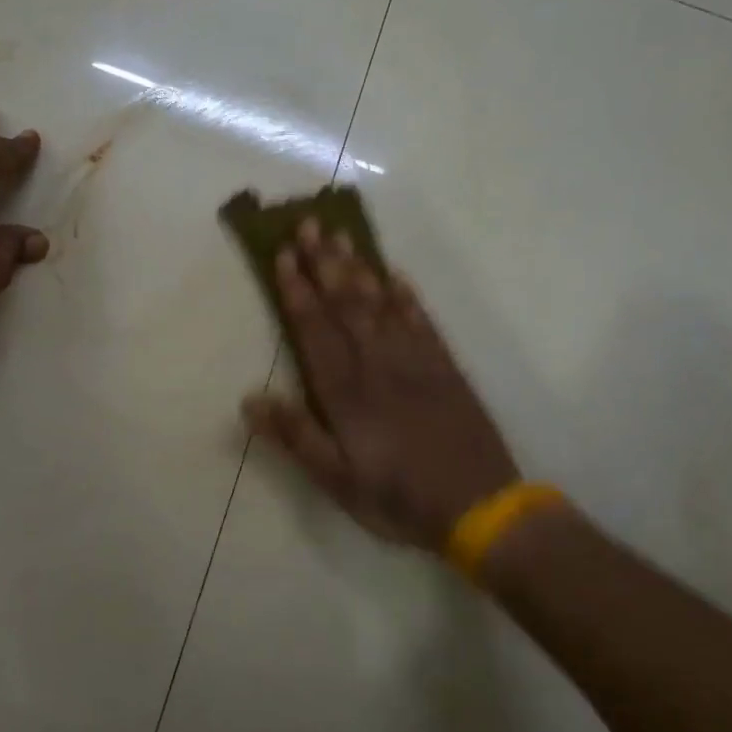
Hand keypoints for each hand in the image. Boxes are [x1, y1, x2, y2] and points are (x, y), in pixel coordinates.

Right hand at [241, 220, 519, 551]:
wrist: (480, 507)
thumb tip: (250, 399)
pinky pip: (421, 320)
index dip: (296, 291)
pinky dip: (406, 294)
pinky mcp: (445, 367)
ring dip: (358, 267)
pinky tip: (394, 275)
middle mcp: (378, 363)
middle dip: (323, 263)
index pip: (314, 329)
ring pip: (381, 302)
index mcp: (346, 390)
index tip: (281, 255)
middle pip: (346, 303)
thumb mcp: (336, 480)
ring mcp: (415, 361)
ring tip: (340, 235)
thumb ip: (296, 436)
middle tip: (307, 223)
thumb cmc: (397, 497)